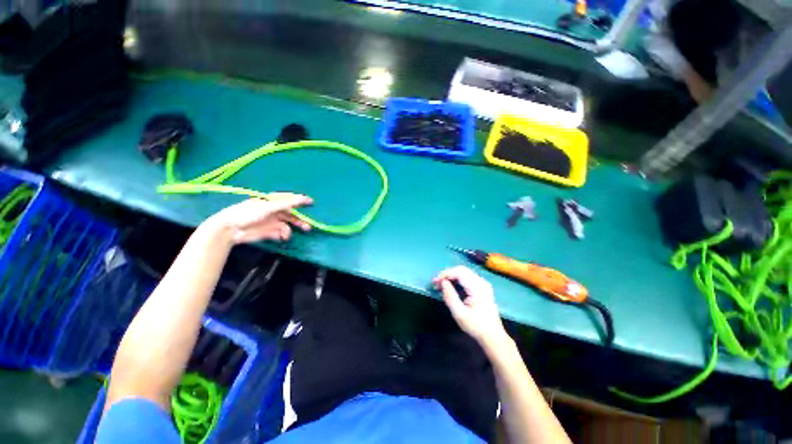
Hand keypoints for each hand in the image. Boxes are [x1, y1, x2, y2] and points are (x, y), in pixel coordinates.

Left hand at [207, 193, 312, 243]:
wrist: (230, 230)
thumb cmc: (248, 213)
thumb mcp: (269, 206)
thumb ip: (287, 203)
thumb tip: (303, 198)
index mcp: (272, 201)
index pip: (289, 199)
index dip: (300, 200)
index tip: (312, 202)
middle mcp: (273, 211)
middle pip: (291, 214)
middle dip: (300, 218)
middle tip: (309, 224)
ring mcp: (272, 222)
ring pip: (288, 224)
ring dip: (294, 228)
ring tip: (301, 231)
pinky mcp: (269, 232)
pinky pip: (281, 233)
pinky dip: (283, 235)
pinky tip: (282, 237)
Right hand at [432, 266, 506, 346]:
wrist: (493, 336)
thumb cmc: (476, 326)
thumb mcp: (459, 313)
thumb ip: (450, 296)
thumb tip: (443, 282)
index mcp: (477, 287)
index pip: (459, 272)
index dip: (445, 274)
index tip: (435, 281)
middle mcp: (481, 282)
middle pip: (461, 270)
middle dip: (447, 274)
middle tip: (436, 283)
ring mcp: (483, 284)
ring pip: (464, 272)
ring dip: (451, 276)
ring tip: (441, 284)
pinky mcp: (482, 287)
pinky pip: (467, 277)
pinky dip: (457, 279)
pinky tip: (450, 286)